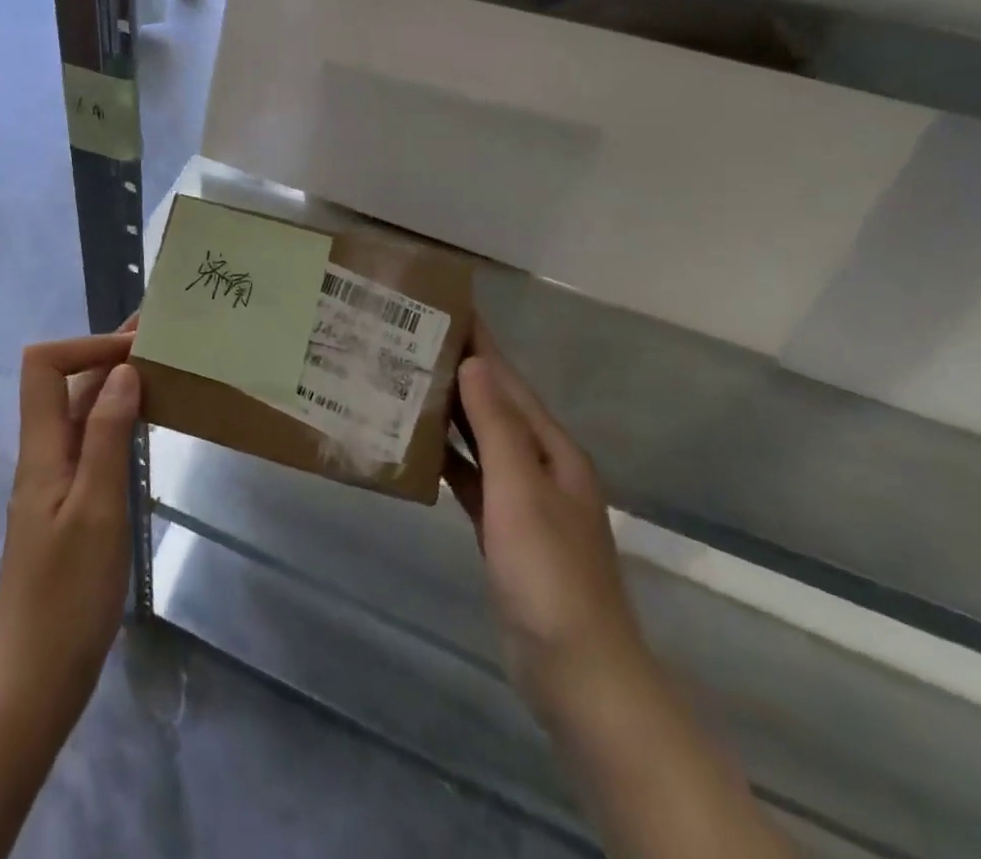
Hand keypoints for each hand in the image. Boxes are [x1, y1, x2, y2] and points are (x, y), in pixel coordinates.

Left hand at [0, 330, 142, 719]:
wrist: (34, 677)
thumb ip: (107, 435)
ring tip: (163, 368)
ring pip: (82, 412)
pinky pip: (92, 442)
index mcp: (42, 448)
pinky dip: (119, 419)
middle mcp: (45, 453)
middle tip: (159, 338)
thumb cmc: (67, 594)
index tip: (135, 347)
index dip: (85, 345)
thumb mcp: (96, 508)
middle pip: (64, 383)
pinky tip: (149, 423)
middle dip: (106, 353)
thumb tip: (123, 371)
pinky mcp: (71, 504)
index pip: (44, 366)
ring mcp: (57, 480)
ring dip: (115, 384)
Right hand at [443, 319, 651, 715]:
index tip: (444, 307)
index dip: (479, 342)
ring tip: (402, 381)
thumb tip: (474, 361)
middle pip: (494, 404)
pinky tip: (416, 448)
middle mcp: (540, 464)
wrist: (578, 673)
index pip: (508, 380)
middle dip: (458, 370)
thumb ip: (496, 426)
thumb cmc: (550, 574)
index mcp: (551, 448)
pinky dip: (448, 459)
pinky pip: (472, 478)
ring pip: (480, 439)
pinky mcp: (505, 530)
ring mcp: (523, 499)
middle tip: (406, 339)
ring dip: (449, 412)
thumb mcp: (522, 491)